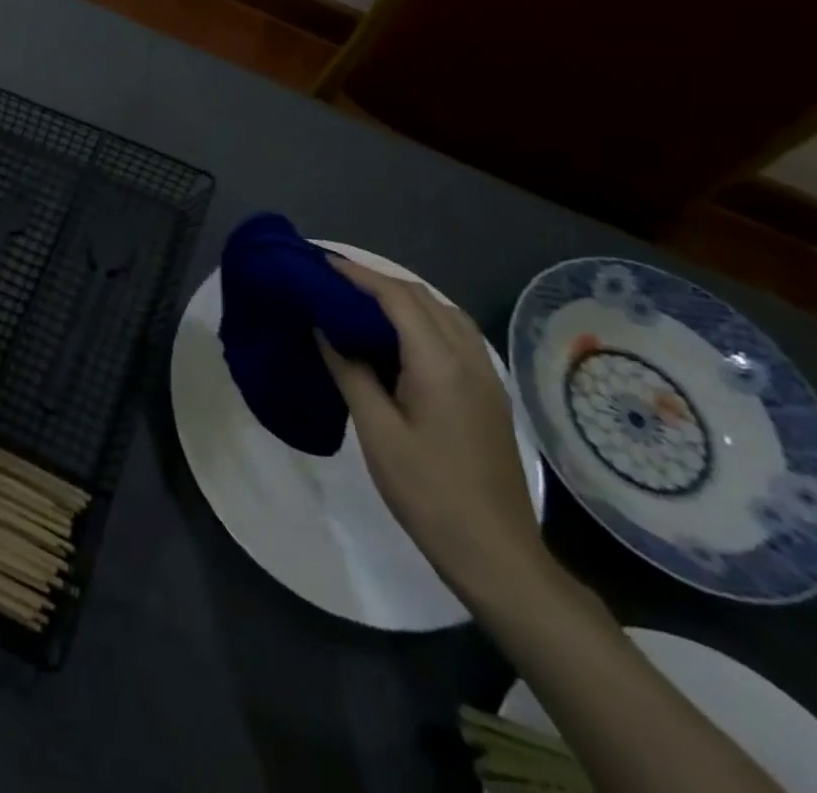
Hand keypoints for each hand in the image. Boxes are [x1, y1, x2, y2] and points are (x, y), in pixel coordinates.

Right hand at [317, 259, 550, 597]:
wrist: (495, 553)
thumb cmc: (427, 491)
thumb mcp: (376, 430)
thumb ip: (350, 371)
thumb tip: (324, 329)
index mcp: (439, 364)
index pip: (397, 299)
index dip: (358, 275)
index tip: (321, 263)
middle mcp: (469, 360)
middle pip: (423, 299)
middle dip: (377, 280)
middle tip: (333, 278)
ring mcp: (485, 377)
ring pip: (444, 314)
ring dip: (403, 298)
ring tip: (361, 299)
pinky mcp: (488, 395)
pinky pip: (455, 335)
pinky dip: (422, 319)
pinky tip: (398, 335)